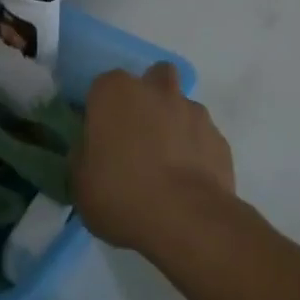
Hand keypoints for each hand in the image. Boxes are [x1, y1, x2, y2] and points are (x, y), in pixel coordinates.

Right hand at [72, 64, 236, 258]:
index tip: (100, 136)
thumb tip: (92, 150)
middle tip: (137, 135)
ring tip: (167, 163)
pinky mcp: (219, 137)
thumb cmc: (122, 195)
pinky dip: (195, 150)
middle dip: (147, 98)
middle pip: (152, 79)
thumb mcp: (81, 183)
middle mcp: (156, 90)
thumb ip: (84, 156)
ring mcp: (193, 111)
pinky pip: (202, 136)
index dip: (101, 110)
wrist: (186, 219)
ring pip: (180, 105)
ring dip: (173, 124)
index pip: (102, 87)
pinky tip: (188, 180)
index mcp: (115, 92)